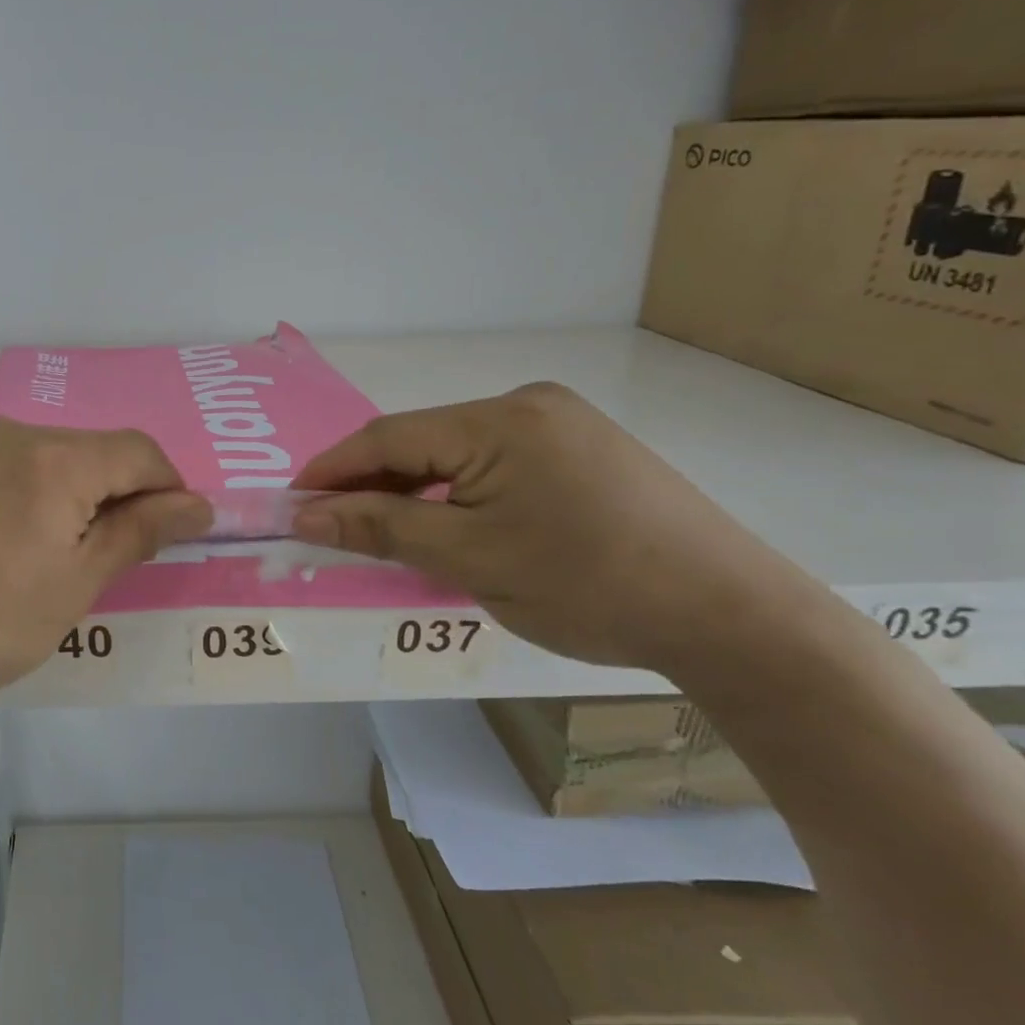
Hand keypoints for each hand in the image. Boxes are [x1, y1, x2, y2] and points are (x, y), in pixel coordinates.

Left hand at [0, 419, 209, 709]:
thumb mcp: (74, 587)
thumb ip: (138, 533)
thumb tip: (197, 504)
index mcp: (54, 460)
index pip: (138, 451)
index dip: (166, 487)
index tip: (165, 532)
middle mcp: (7, 432)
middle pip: (85, 450)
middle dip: (107, 493)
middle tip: (96, 556)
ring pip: (34, 455)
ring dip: (55, 491)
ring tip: (32, 552)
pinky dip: (7, 490)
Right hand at [291, 383, 819, 670]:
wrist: (733, 619)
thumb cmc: (589, 586)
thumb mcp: (469, 558)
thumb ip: (381, 527)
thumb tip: (306, 515)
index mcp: (500, 420)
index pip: (388, 438)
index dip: (331, 470)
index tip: (291, 505)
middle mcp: (527, 405)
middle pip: (421, 441)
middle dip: (370, 484)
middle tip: (331, 525)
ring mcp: (560, 425)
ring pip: (455, 454)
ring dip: (412, 490)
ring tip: (381, 531)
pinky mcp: (582, 450)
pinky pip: (493, 464)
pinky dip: (455, 494)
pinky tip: (445, 524)